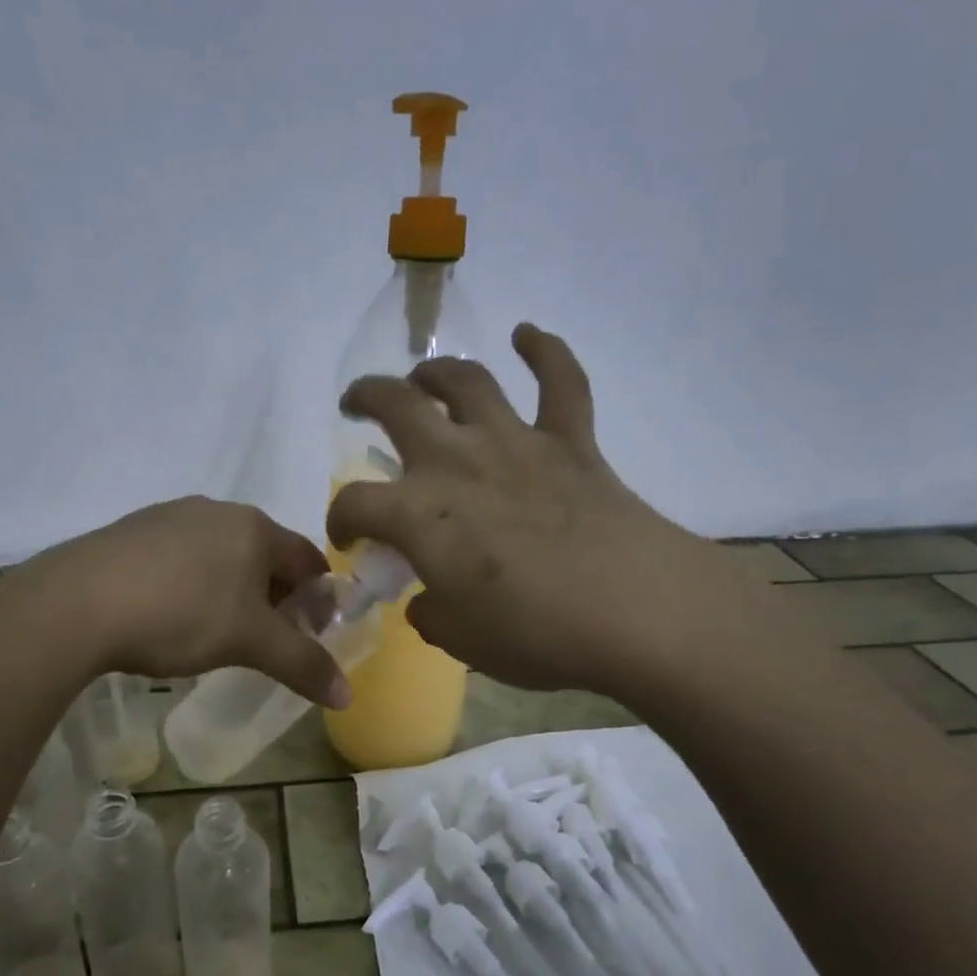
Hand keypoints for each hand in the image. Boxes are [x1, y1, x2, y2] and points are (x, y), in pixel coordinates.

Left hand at [24, 496, 351, 707]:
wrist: (75, 603)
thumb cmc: (179, 614)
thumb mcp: (249, 643)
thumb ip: (302, 664)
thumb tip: (346, 696)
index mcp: (254, 527)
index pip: (308, 560)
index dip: (318, 600)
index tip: (309, 637)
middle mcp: (216, 510)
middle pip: (265, 556)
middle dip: (274, 598)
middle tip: (265, 641)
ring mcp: (170, 516)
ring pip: (221, 555)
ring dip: (233, 591)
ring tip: (215, 633)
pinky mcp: (132, 531)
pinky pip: (180, 557)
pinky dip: (191, 585)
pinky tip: (169, 616)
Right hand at [326, 324, 734, 697]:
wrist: (635, 612)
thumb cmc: (535, 634)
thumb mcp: (462, 641)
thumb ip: (432, 614)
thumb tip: (427, 599)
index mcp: (419, 514)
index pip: (355, 505)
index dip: (341, 521)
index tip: (349, 540)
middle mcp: (457, 462)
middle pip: (397, 407)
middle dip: (367, 398)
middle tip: (356, 405)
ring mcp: (516, 444)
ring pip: (467, 381)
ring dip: (437, 371)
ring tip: (423, 378)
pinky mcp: (571, 443)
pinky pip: (561, 382)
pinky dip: (545, 351)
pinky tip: (528, 334)